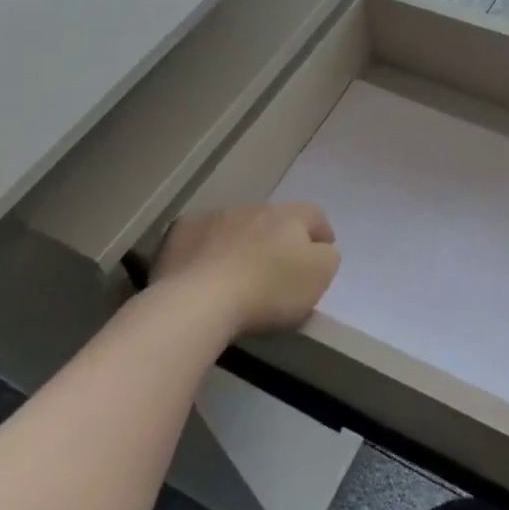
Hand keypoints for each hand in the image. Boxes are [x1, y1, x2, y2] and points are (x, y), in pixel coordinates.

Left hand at [152, 202, 339, 337]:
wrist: (198, 302)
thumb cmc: (267, 291)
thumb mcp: (318, 277)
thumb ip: (327, 257)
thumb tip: (319, 249)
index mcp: (290, 214)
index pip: (314, 215)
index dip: (321, 234)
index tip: (320, 257)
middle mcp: (254, 207)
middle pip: (274, 219)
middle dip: (278, 239)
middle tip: (277, 271)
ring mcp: (215, 216)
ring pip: (237, 226)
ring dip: (242, 243)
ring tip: (238, 275)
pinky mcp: (181, 232)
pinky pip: (202, 237)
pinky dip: (207, 250)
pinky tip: (204, 275)